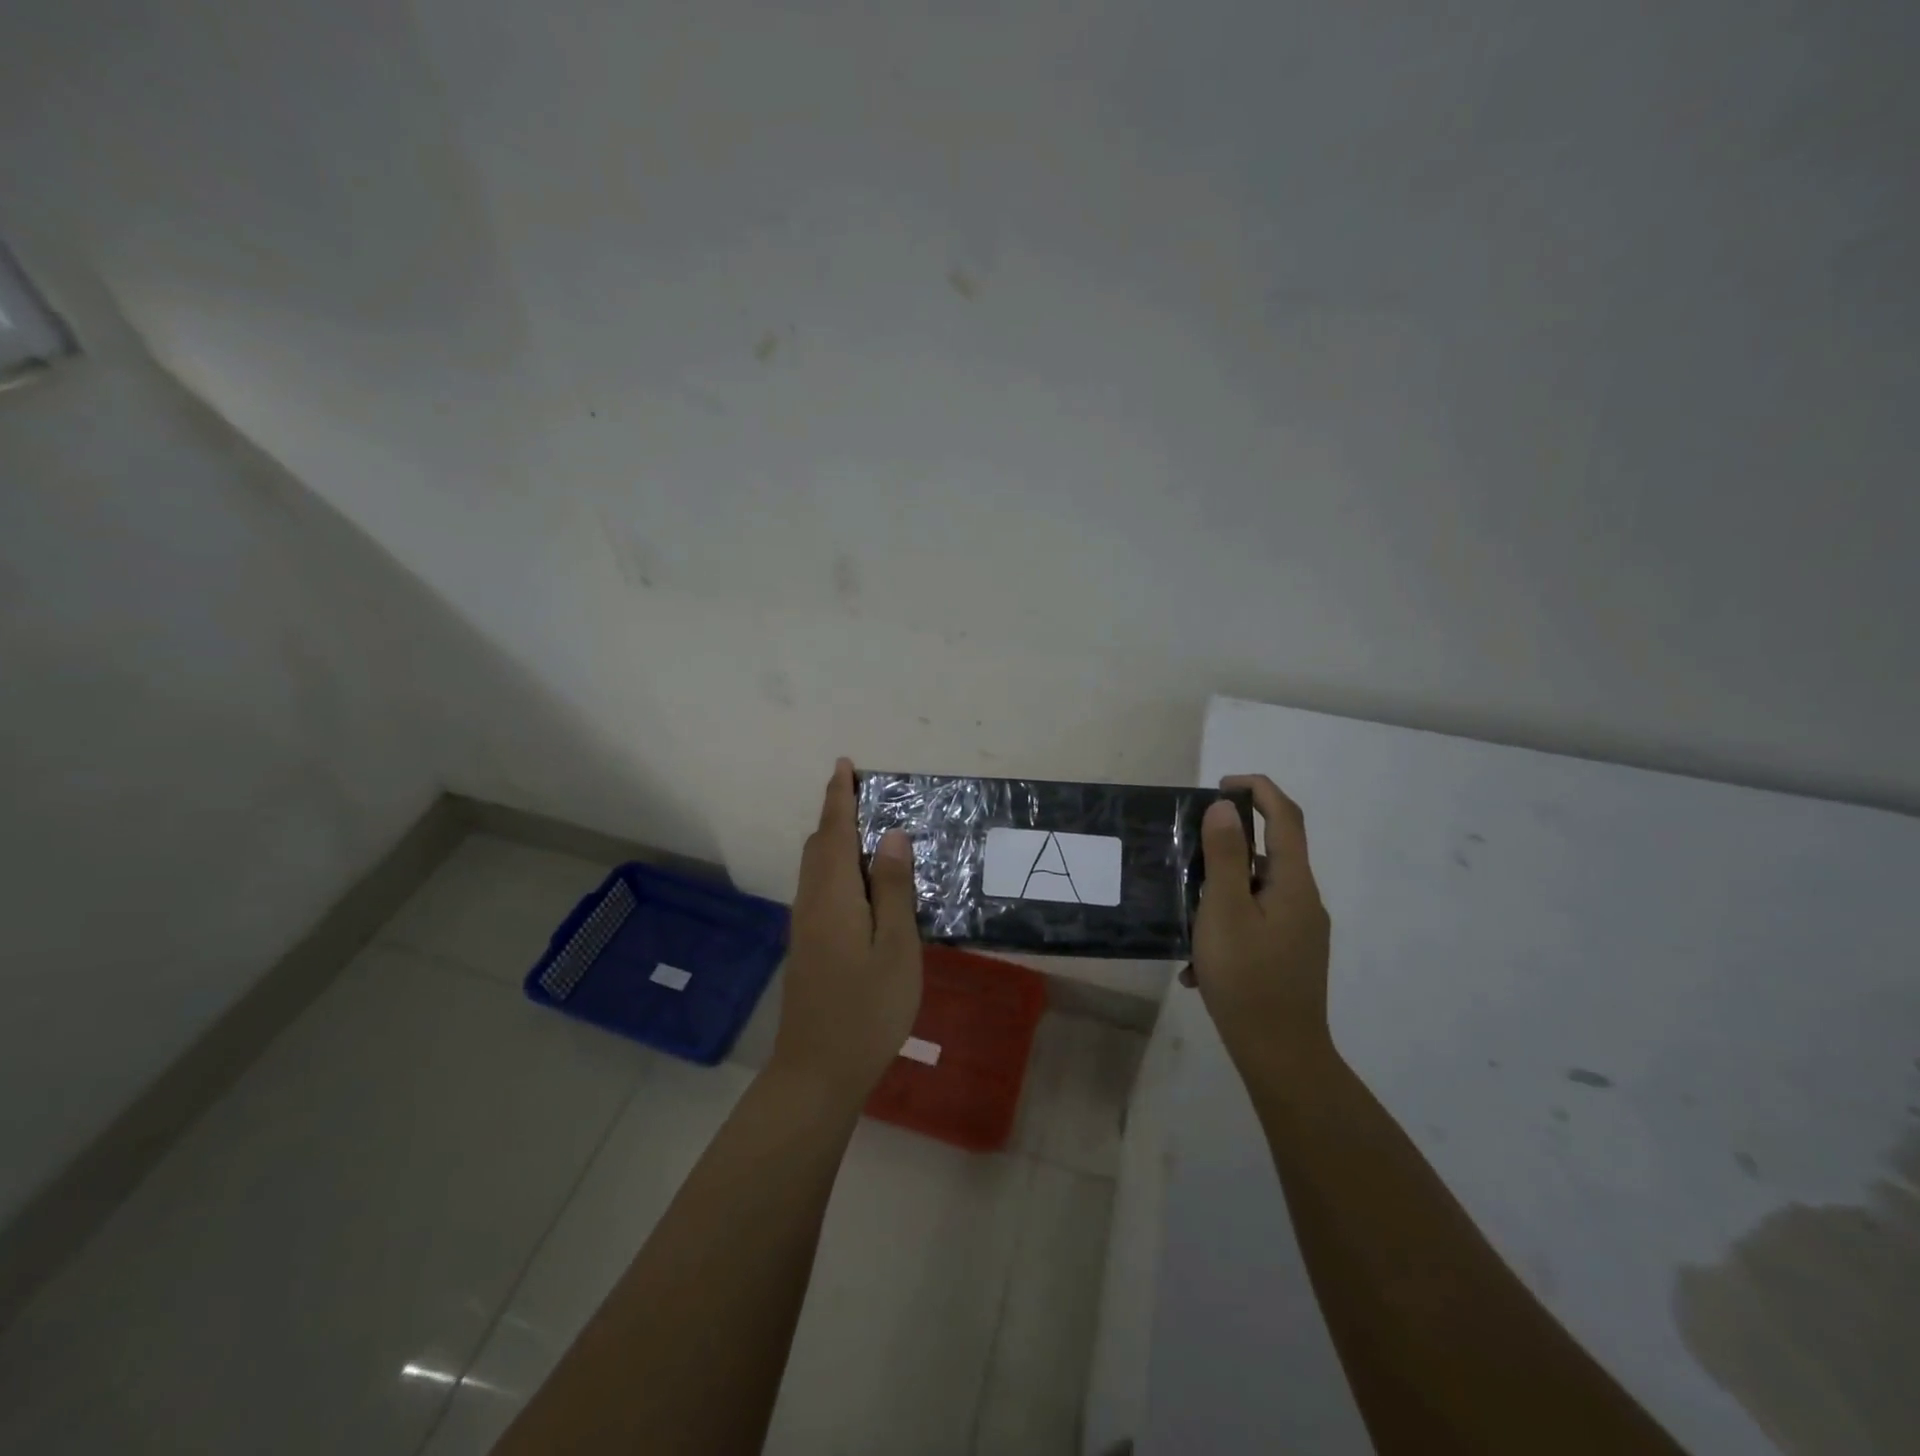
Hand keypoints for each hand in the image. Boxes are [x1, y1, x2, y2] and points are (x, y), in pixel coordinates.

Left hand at [772, 759, 922, 1106]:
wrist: (817, 1071)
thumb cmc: (867, 1009)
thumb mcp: (897, 947)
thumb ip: (895, 889)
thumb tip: (893, 835)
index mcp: (834, 895)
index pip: (835, 831)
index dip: (840, 796)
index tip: (845, 765)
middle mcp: (811, 901)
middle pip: (820, 845)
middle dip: (837, 813)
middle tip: (867, 795)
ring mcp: (805, 925)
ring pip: (816, 867)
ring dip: (836, 840)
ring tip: (869, 831)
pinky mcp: (807, 945)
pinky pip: (819, 887)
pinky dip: (837, 867)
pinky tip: (862, 884)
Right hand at [1185, 774, 1332, 1069]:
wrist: (1281, 1055)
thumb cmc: (1247, 977)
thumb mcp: (1223, 911)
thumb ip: (1225, 857)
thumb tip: (1225, 808)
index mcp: (1293, 883)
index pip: (1286, 817)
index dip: (1258, 789)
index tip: (1220, 785)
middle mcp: (1304, 901)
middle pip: (1271, 854)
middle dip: (1229, 847)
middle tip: (1187, 856)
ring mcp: (1300, 932)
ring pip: (1257, 892)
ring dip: (1221, 893)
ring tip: (1184, 918)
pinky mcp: (1291, 957)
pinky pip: (1256, 924)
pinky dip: (1227, 927)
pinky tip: (1196, 965)